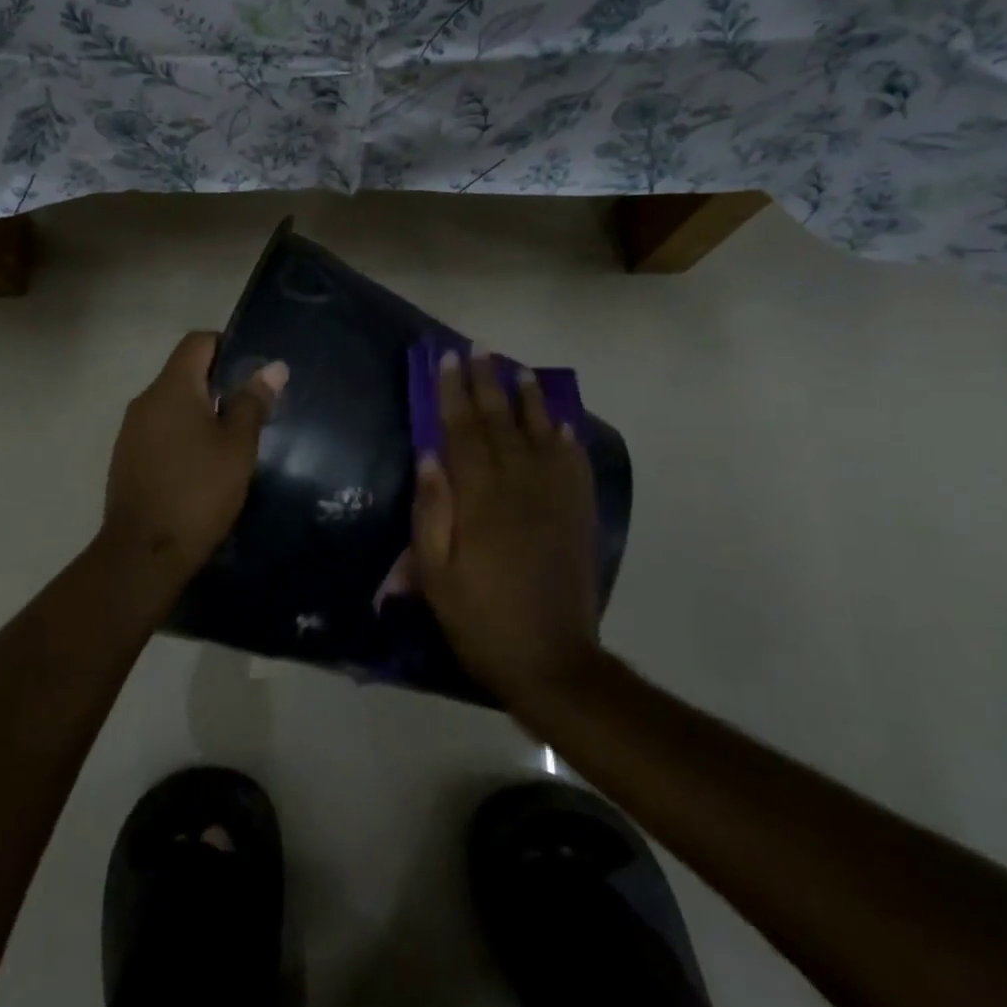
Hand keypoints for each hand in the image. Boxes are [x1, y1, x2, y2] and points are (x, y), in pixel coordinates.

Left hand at [100, 332, 286, 594]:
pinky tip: (204, 465)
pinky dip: (183, 435)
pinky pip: (160, 430)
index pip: (197, 342)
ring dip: (201, 412)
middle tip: (252, 409)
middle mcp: (145, 400)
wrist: (144, 552)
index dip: (227, 345)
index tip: (253, 371)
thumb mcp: (237, 447)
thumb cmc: (198, 492)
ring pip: (172, 404)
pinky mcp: (127, 458)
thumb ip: (253, 402)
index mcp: (171, 388)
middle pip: (184, 372)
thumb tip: (273, 367)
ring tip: (232, 440)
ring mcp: (131, 431)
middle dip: (218, 384)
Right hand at [411, 349, 600, 706]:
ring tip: (517, 369)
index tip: (446, 359)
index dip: (452, 392)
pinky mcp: (578, 513)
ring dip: (527, 398)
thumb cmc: (479, 617)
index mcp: (480, 498)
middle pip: (500, 422)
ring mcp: (555, 497)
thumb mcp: (435, 572)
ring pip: (540, 433)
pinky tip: (561, 419)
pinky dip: (566, 435)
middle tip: (479, 347)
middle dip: (486, 382)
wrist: (550, 658)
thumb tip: (428, 455)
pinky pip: (573, 462)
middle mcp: (520, 485)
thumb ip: (431, 510)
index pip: (461, 430)